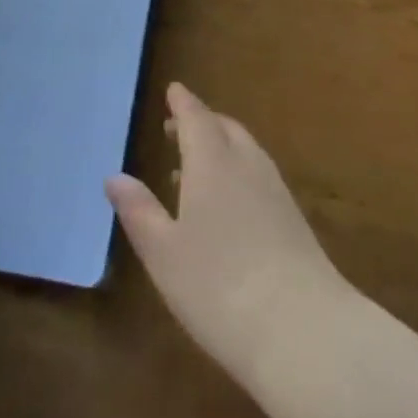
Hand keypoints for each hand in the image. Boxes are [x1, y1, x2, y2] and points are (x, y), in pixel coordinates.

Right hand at [106, 83, 352, 389]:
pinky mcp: (293, 218)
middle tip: (176, 126)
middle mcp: (247, 165)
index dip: (182, 103)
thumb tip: (114, 177)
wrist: (303, 327)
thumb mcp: (164, 253)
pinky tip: (227, 202)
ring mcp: (275, 190)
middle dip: (201, 122)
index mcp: (213, 162)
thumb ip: (139, 211)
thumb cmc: (218, 286)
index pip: (196, 118)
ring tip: (193, 165)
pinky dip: (237, 170)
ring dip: (220, 146)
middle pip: (224, 128)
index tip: (173, 89)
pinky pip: (258, 174)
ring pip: (245, 150)